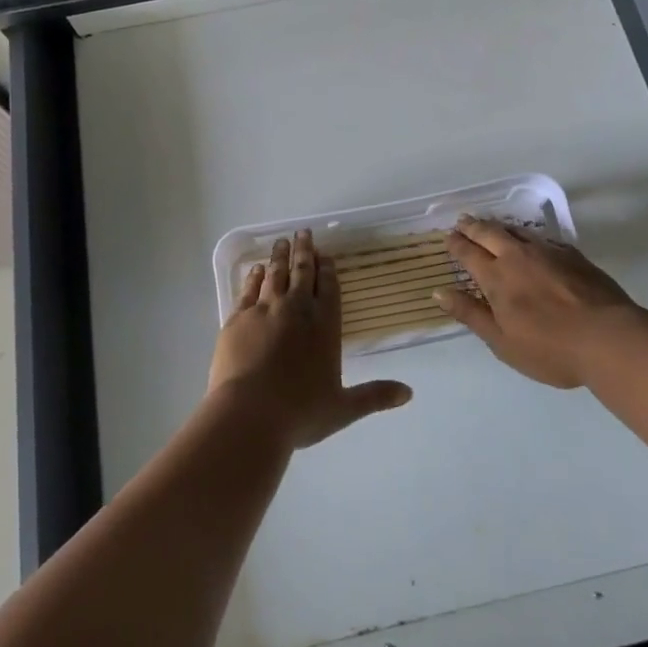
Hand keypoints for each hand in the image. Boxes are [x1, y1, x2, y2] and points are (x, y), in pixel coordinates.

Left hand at [209, 230, 412, 449]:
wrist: (249, 414)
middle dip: (304, 251)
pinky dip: (254, 276)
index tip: (325, 254)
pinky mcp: (238, 318)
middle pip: (301, 272)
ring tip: (282, 241)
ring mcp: (265, 310)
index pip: (328, 288)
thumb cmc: (300, 413)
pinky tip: (256, 269)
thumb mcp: (343, 408)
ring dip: (280, 256)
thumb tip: (409, 394)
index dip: (327, 269)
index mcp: (324, 326)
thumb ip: (374, 396)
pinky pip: (249, 289)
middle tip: (303, 232)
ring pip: (275, 274)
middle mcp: (296, 310)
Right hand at [433, 216, 640, 387]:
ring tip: (489, 224)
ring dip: (498, 225)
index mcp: (496, 278)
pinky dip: (526, 234)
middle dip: (473, 226)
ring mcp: (546, 252)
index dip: (457, 244)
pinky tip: (530, 239)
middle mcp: (517, 257)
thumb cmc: (549, 348)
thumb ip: (471, 314)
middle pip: (489, 233)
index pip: (469, 253)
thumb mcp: (502, 341)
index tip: (449, 236)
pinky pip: (541, 237)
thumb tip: (439, 292)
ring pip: (515, 230)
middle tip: (462, 220)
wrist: (608, 338)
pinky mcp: (571, 254)